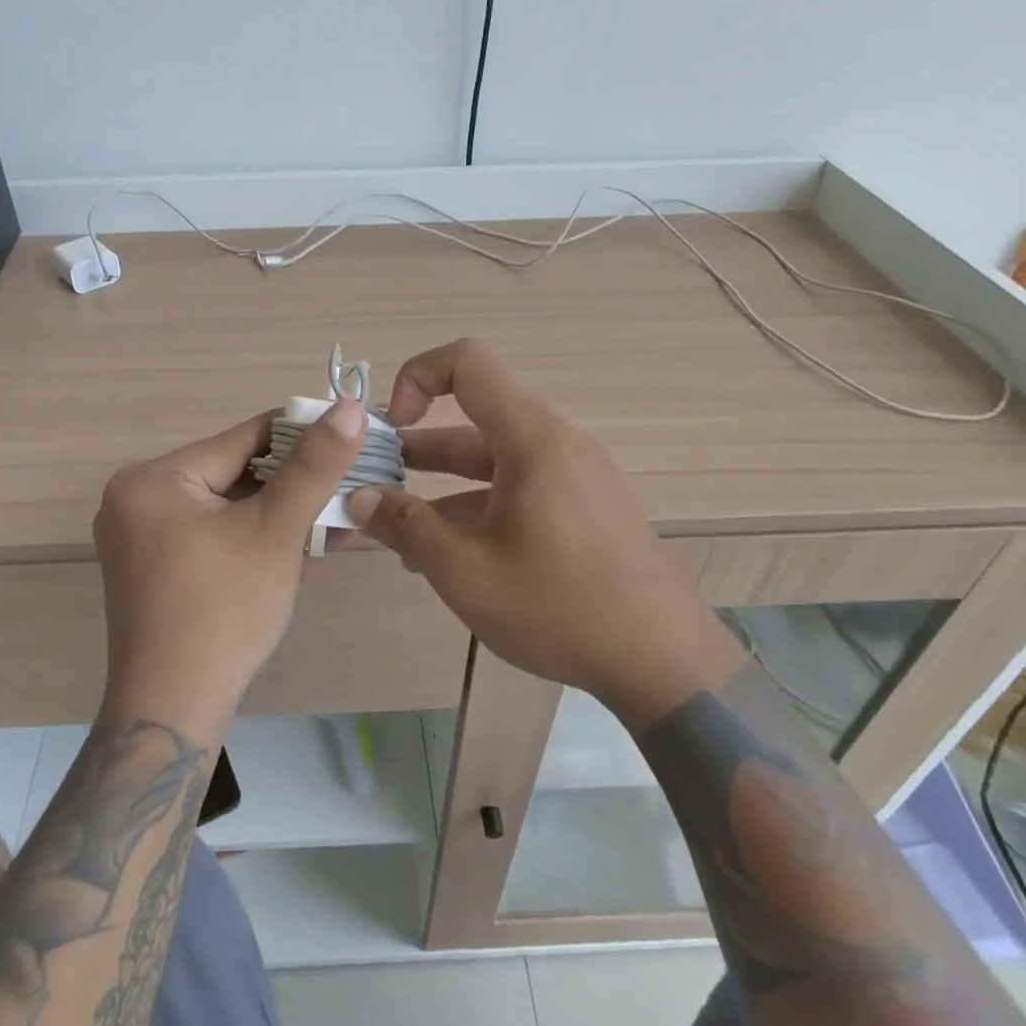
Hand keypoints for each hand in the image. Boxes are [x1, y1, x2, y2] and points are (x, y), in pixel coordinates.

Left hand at [93, 400, 367, 740]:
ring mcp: (142, 536)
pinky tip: (302, 543)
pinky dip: (254, 535)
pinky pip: (214, 533)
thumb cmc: (224, 611)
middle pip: (234, 471)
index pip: (243, 439)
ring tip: (337, 518)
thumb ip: (314, 467)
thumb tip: (351, 408)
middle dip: (294, 483)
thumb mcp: (275, 530)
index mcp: (153, 478)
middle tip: (349, 487)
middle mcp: (137, 498)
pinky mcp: (155, 566)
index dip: (301, 436)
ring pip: (228, 505)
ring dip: (281, 512)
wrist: (174, 709)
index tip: (350, 437)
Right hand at [345, 339, 738, 716]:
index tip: (390, 430)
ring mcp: (575, 477)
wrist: (666, 663)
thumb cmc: (559, 607)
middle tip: (374, 488)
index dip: (416, 377)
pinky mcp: (585, 508)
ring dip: (443, 489)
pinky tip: (452, 556)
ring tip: (401, 534)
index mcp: (532, 439)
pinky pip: (519, 489)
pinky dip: (479, 507)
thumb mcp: (465, 572)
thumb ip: (406, 527)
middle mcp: (556, 444)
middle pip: (474, 422)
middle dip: (418, 451)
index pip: (468, 362)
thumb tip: (359, 499)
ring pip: (494, 463)